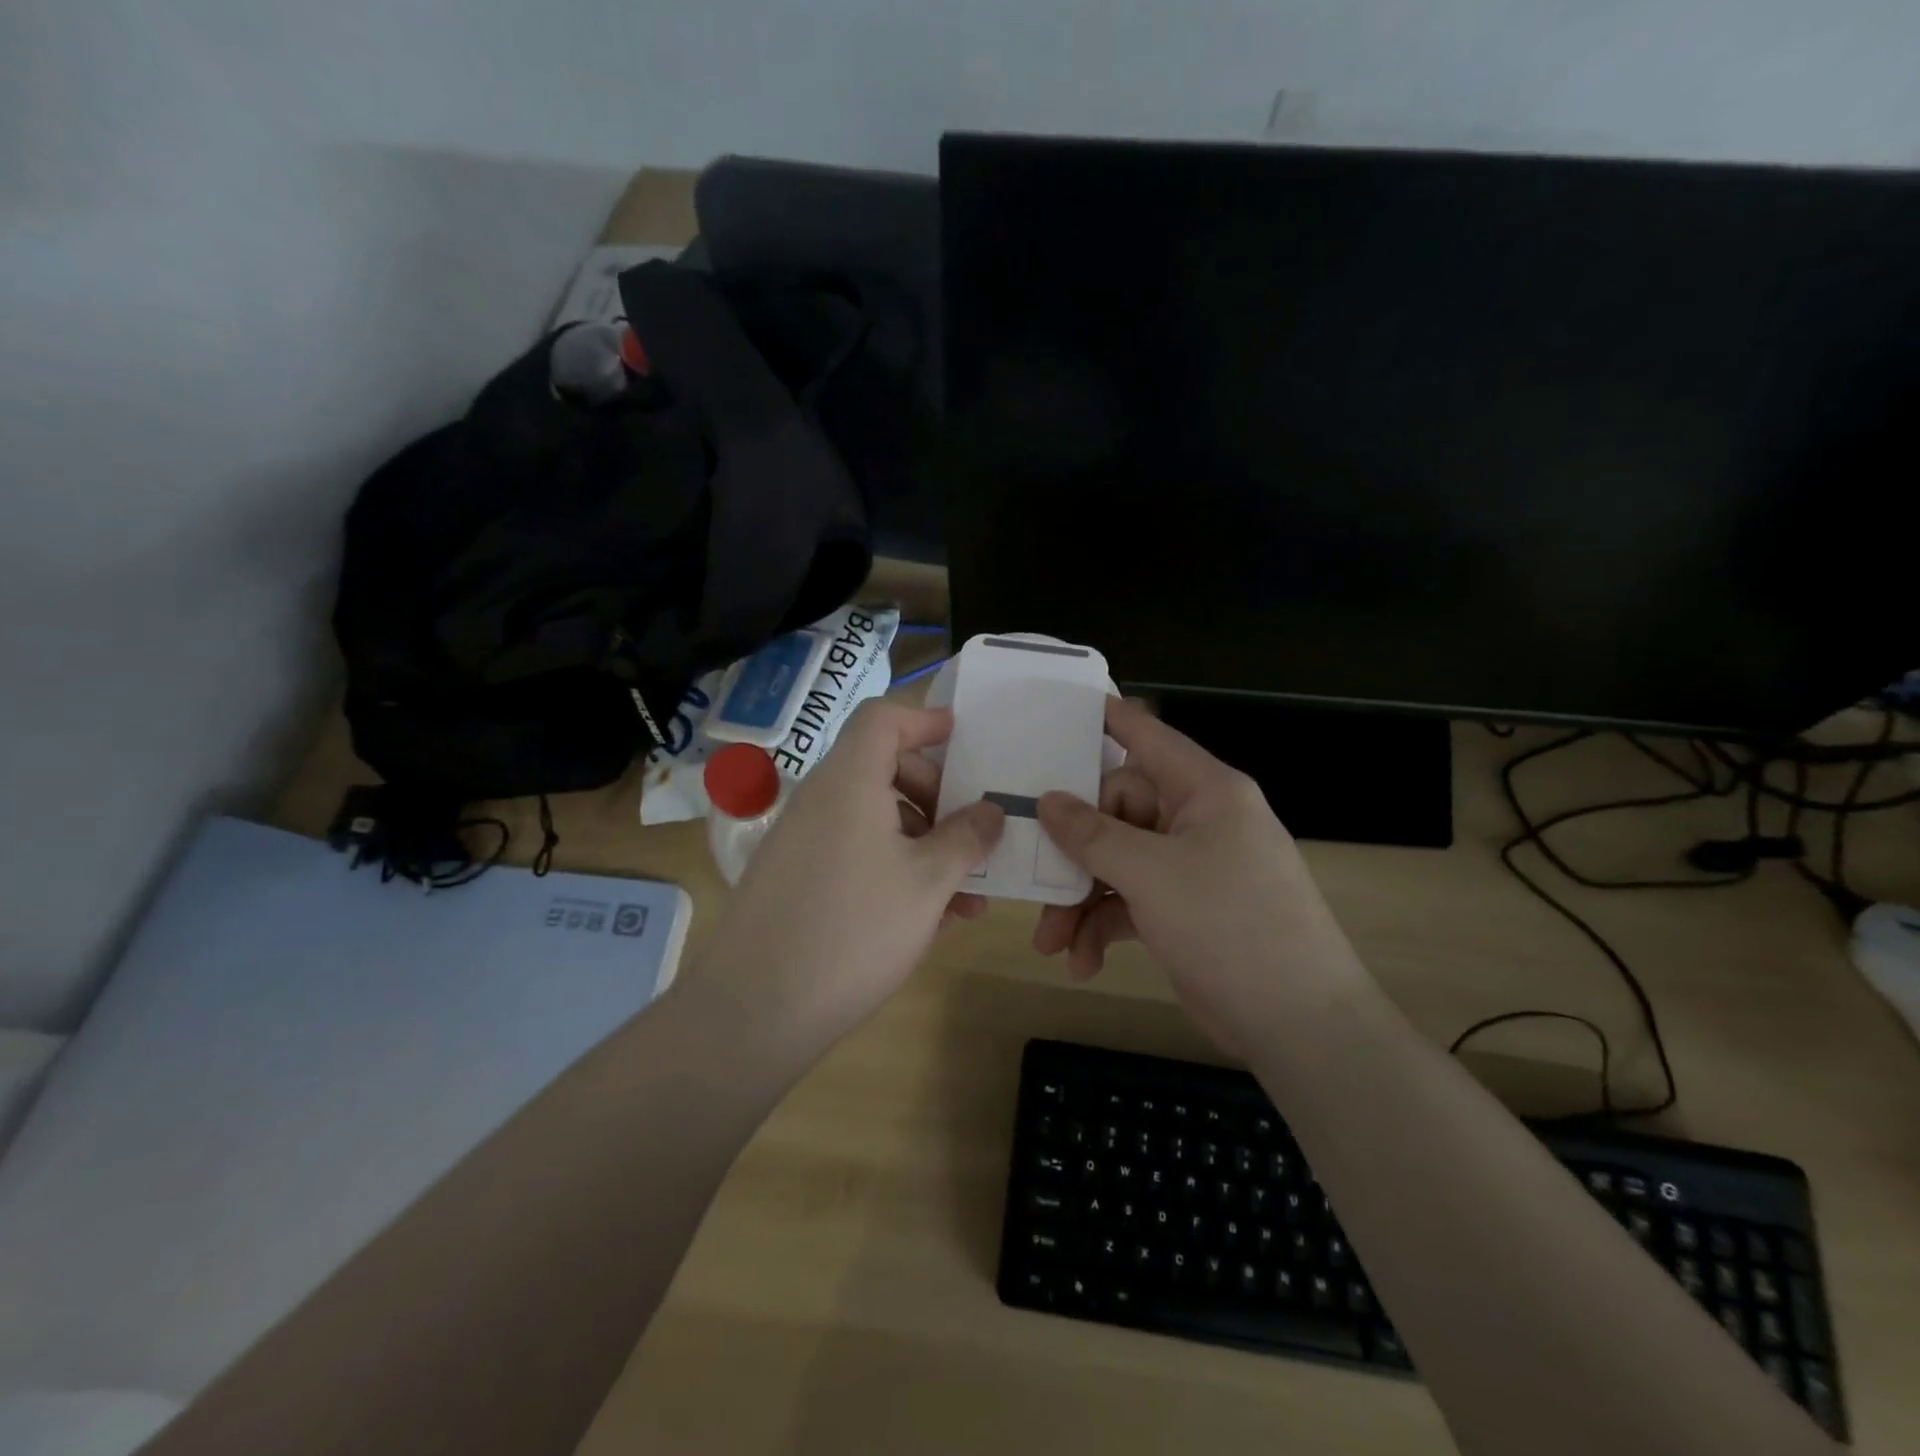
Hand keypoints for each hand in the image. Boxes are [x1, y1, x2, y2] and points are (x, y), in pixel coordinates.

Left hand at [698, 700, 1005, 1043]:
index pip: (883, 719)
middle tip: (972, 835)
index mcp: (849, 781)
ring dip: (924, 844)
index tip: (964, 741)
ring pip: (875, 819)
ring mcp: (802, 839)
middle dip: (937, 796)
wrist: (756, 1010)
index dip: (926, 719)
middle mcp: (820, 799)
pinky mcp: (794, 878)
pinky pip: (854, 852)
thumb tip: (992, 810)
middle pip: (884, 768)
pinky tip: (926, 918)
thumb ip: (967, 838)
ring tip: (965, 898)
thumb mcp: (928, 883)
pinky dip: (893, 867)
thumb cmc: (855, 930)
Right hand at [1032, 697, 1367, 1053]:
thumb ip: (1093, 834)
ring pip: (1116, 862)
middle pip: (1116, 812)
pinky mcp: (1182, 909)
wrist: (1298, 1023)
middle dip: (1074, 854)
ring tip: (1050, 943)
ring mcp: (1190, 867)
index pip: (1148, 737)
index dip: (1106, 720)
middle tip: (1037, 883)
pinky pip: (1128, 902)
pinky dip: (1102, 927)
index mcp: (1204, 790)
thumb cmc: (1230, 924)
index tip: (1058, 712)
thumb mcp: (1152, 874)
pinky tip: (1082, 962)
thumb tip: (1048, 800)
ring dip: (1080, 901)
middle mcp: (1197, 820)